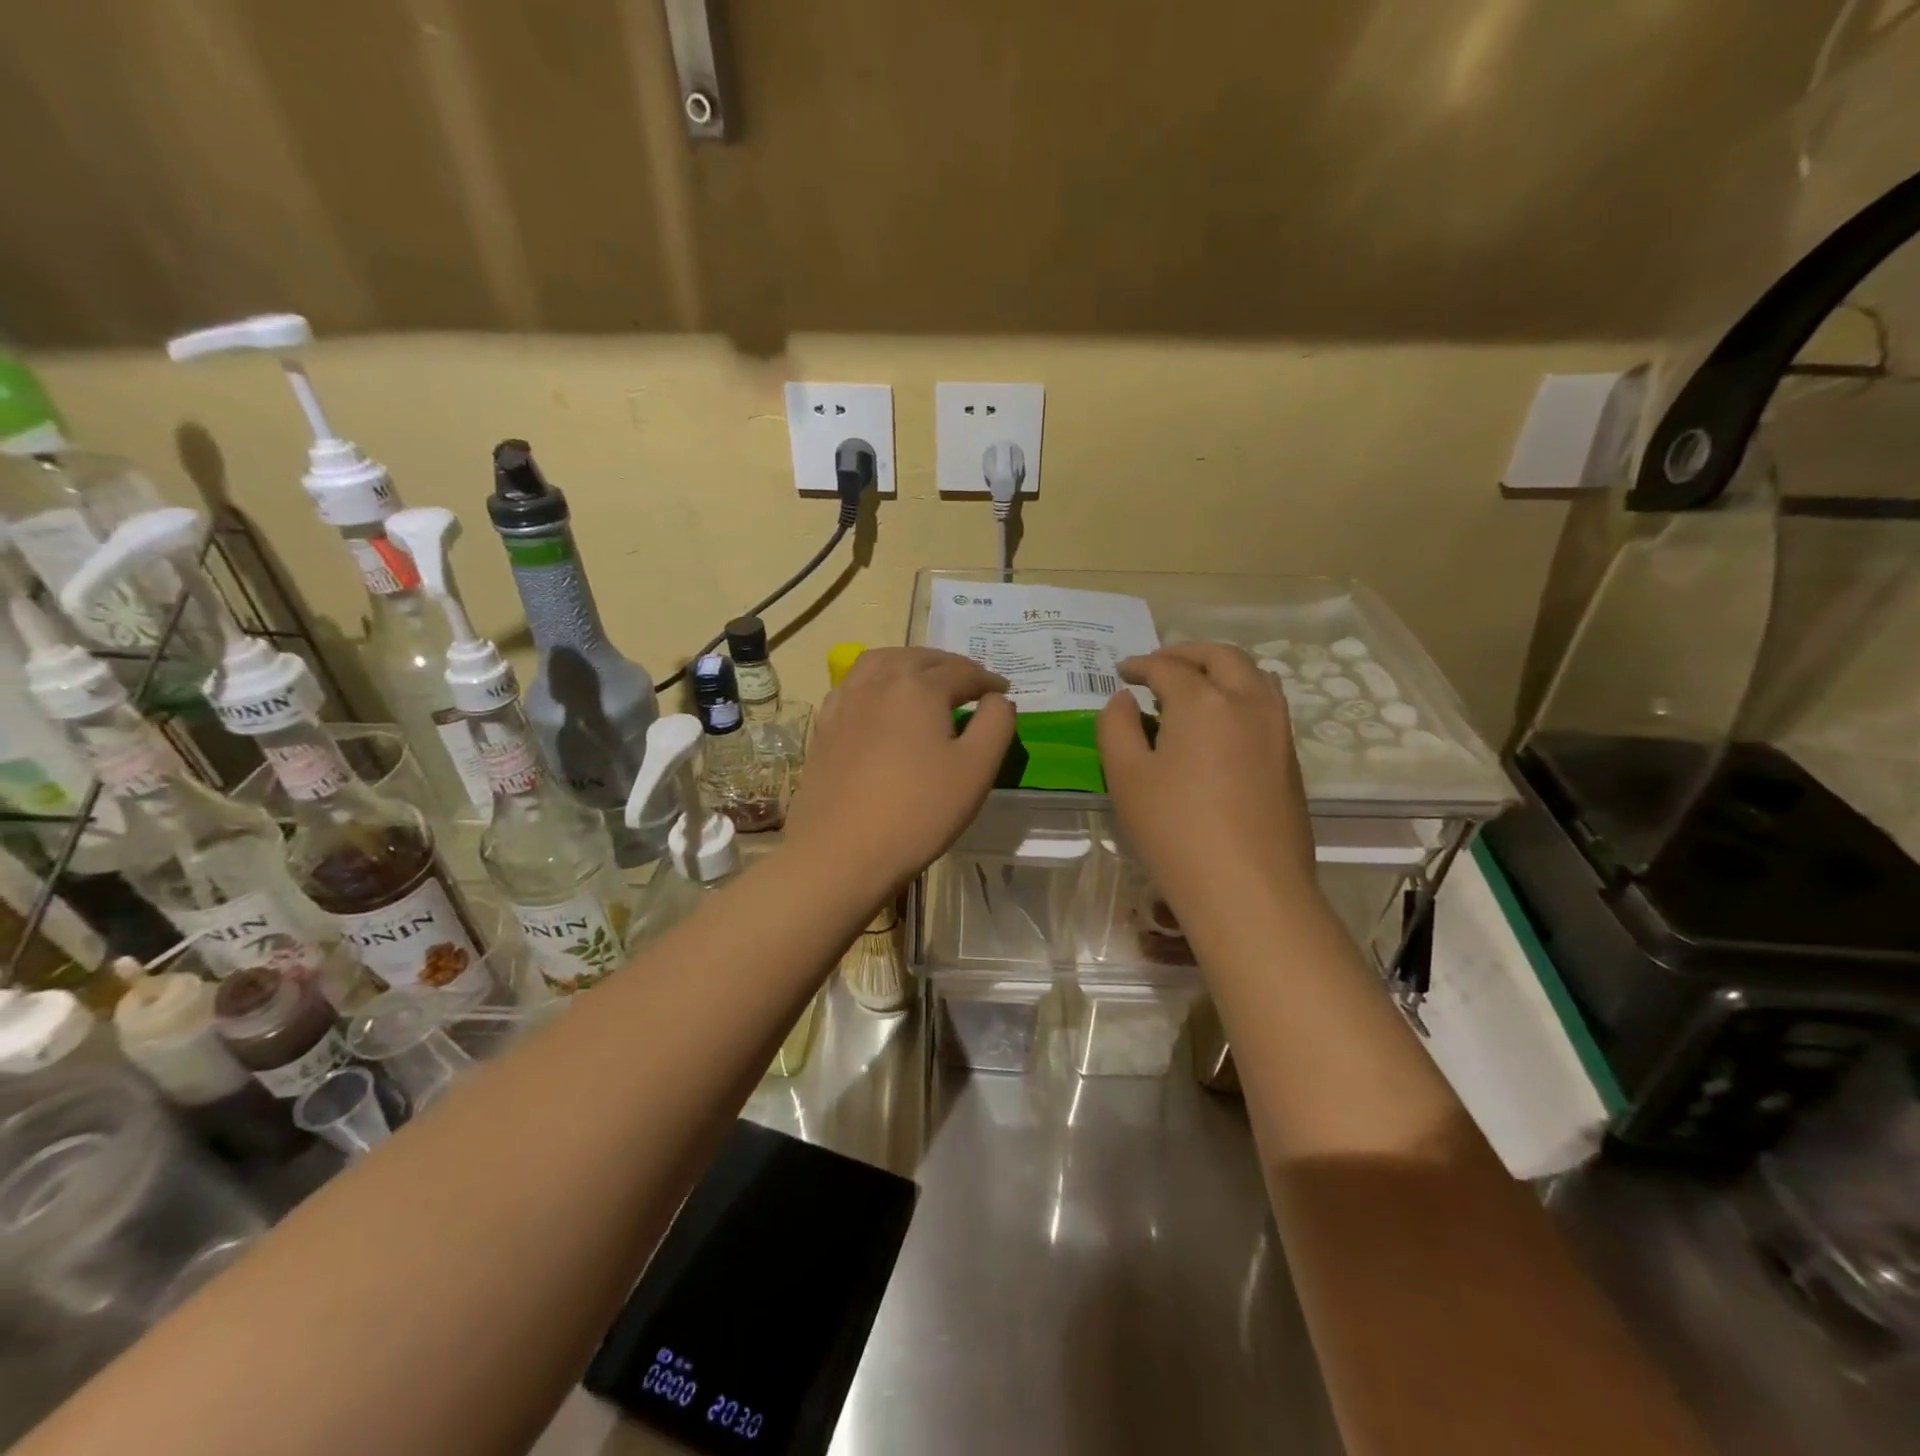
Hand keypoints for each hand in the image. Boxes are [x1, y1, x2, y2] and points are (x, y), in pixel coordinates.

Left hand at [785, 647, 1013, 893]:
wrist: (841, 852)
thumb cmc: (918, 811)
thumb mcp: (976, 769)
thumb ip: (996, 724)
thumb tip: (998, 698)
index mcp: (918, 686)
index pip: (962, 672)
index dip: (988, 680)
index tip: (1004, 691)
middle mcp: (878, 681)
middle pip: (919, 658)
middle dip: (949, 666)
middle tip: (970, 683)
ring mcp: (845, 701)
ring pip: (881, 662)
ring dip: (910, 664)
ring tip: (926, 681)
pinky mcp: (825, 725)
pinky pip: (855, 685)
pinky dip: (877, 681)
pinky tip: (883, 703)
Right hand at [1098, 643, 1318, 929]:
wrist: (1250, 889)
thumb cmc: (1176, 830)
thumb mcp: (1126, 777)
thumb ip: (1116, 727)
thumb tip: (1123, 700)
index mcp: (1203, 700)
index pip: (1167, 667)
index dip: (1140, 665)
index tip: (1122, 671)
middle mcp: (1248, 701)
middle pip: (1220, 656)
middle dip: (1185, 653)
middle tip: (1158, 665)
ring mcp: (1278, 729)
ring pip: (1254, 676)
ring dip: (1221, 669)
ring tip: (1195, 687)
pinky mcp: (1291, 758)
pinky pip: (1267, 705)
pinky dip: (1240, 695)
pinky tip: (1220, 725)